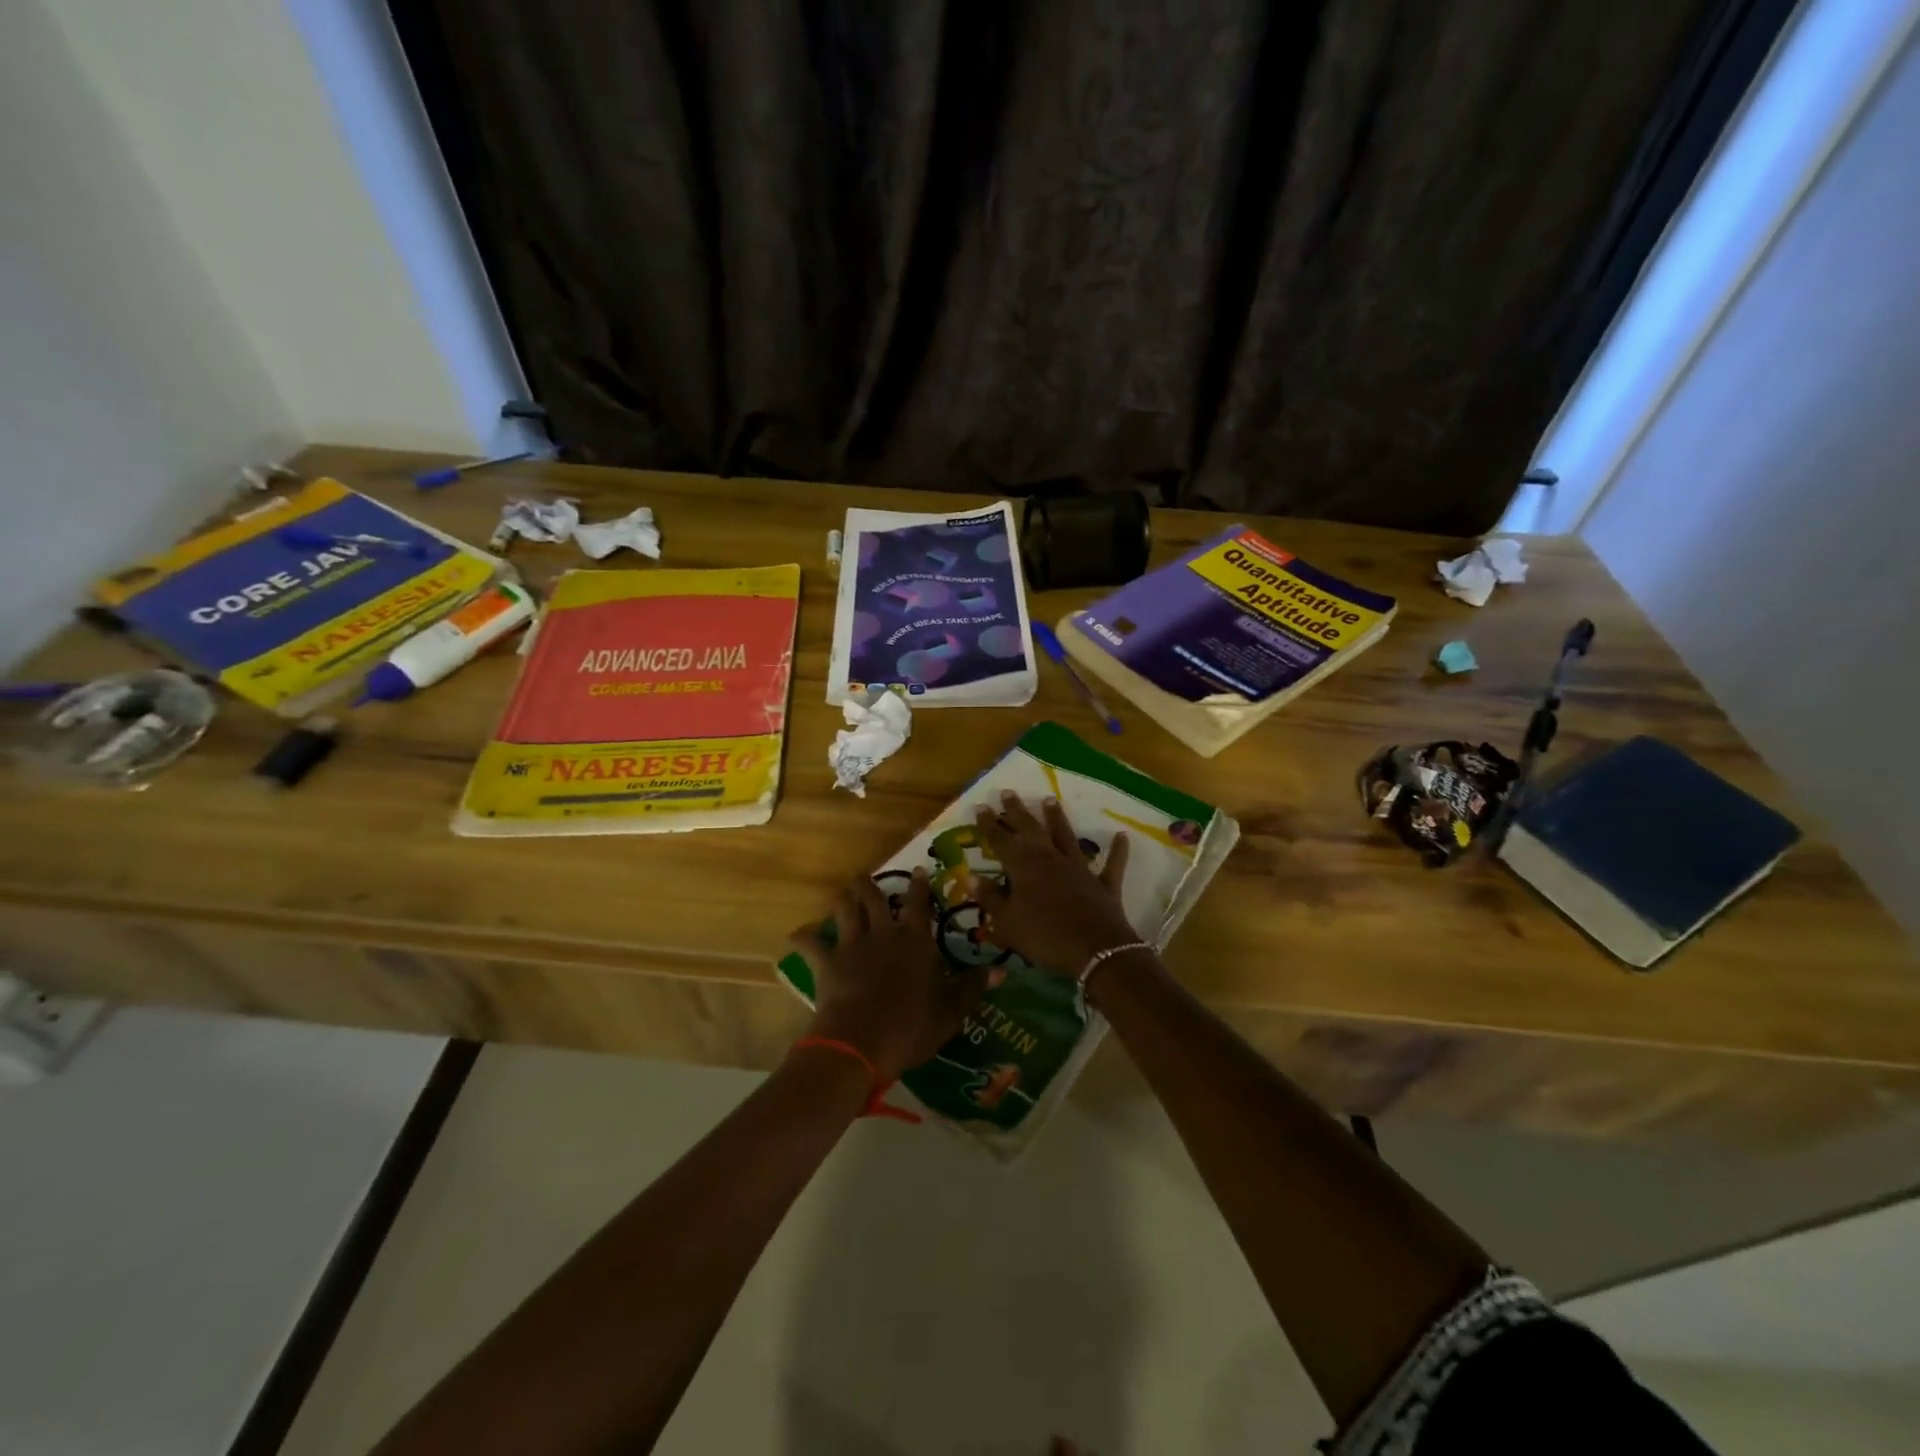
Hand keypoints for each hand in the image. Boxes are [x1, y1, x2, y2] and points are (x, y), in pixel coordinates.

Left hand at [787, 869, 990, 1081]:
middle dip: (868, 883)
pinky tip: (798, 934)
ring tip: (841, 894)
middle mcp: (883, 932)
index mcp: (915, 939)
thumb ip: (973, 987)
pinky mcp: (827, 962)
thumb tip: (1001, 970)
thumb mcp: (951, 1010)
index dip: (919, 885)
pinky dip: (804, 937)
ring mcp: (852, 945)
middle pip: (872, 897)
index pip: (919, 903)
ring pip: (844, 910)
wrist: (862, 1041)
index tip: (917, 870)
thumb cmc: (912, 1025)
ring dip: (841, 900)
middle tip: (865, 877)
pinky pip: (811, 943)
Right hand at [972, 790, 1138, 974]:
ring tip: (1049, 799)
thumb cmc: (1043, 935)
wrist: (1094, 950)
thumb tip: (970, 877)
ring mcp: (1079, 868)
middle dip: (1017, 811)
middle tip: (1009, 792)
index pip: (1001, 840)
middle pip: (1031, 830)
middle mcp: (1050, 859)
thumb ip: (990, 898)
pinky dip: (1117, 850)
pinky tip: (1122, 836)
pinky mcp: (1102, 883)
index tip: (981, 806)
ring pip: (1066, 837)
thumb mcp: (1007, 921)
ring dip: (1057, 818)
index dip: (989, 824)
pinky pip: (1111, 864)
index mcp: (1023, 867)